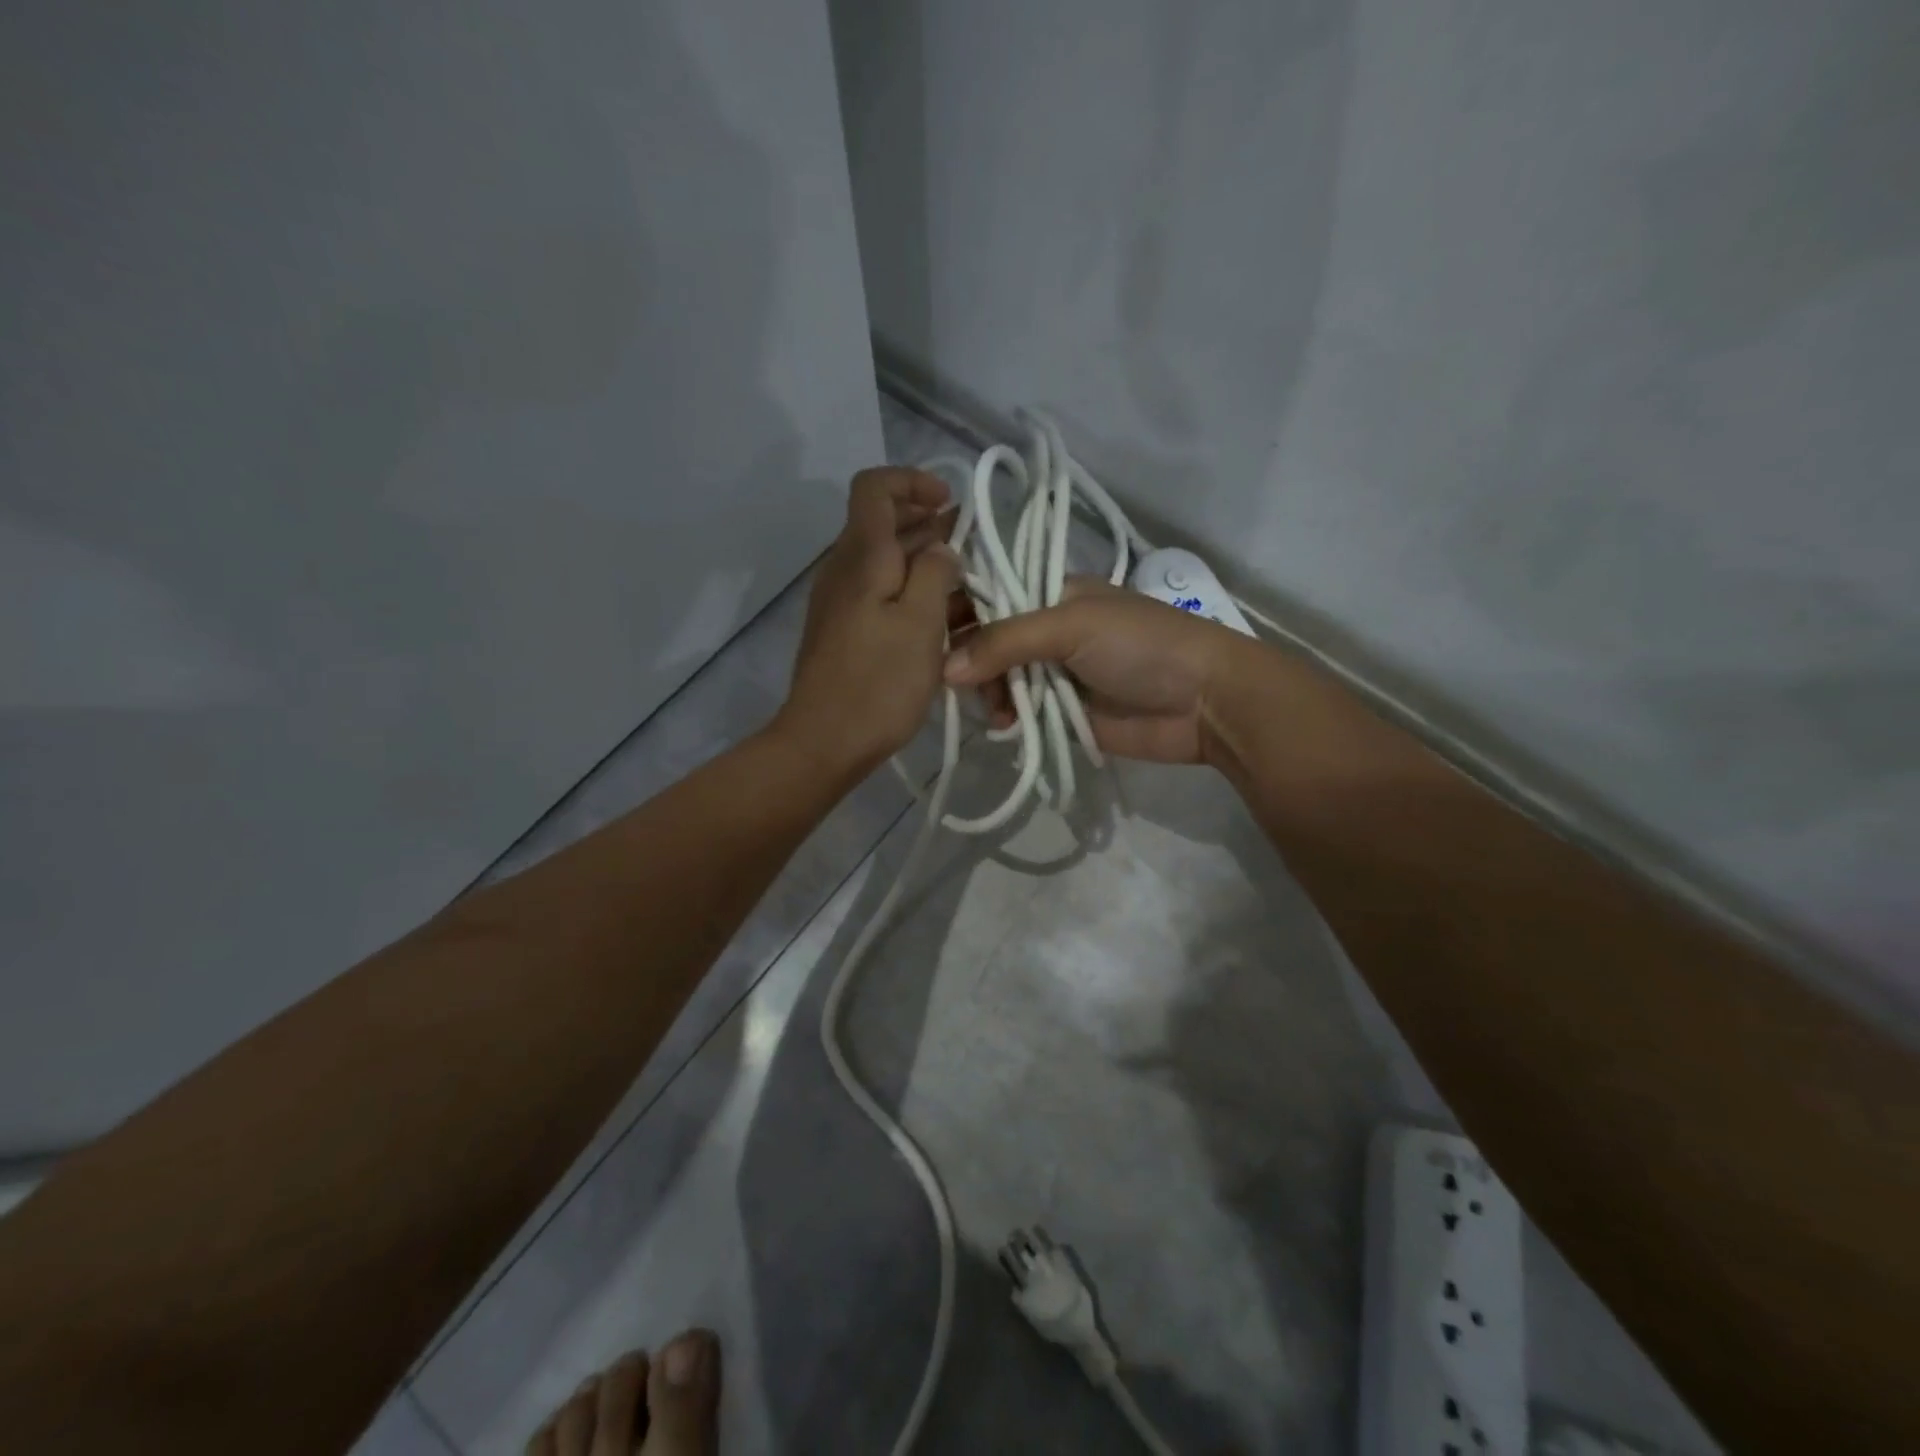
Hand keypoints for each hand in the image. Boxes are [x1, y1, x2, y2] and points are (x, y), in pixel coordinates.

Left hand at [776, 467, 961, 776]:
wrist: (824, 741)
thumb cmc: (878, 681)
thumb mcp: (921, 623)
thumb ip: (934, 572)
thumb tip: (940, 548)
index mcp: (862, 555)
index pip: (874, 487)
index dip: (912, 481)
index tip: (949, 503)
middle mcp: (844, 568)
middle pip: (881, 522)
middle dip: (927, 521)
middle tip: (971, 543)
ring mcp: (840, 600)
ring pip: (883, 560)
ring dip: (923, 558)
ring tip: (966, 580)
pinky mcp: (843, 630)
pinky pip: (879, 592)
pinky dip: (910, 590)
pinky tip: (940, 615)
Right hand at [943, 579, 1241, 764]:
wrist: (1205, 701)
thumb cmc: (1142, 645)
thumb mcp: (1072, 626)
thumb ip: (1006, 641)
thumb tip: (945, 669)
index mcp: (1052, 594)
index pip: (991, 595)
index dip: (959, 611)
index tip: (929, 634)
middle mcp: (1049, 632)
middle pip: (989, 642)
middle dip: (970, 661)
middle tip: (956, 683)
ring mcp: (1056, 675)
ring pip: (1000, 682)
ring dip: (989, 695)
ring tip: (995, 712)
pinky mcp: (1063, 714)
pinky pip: (1022, 714)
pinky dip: (1008, 720)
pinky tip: (1006, 727)